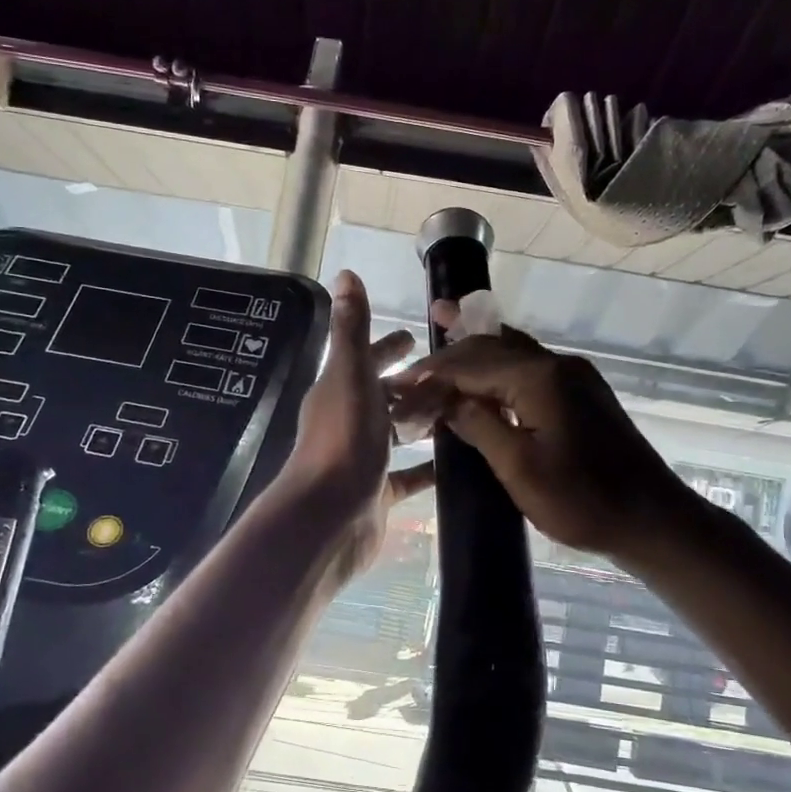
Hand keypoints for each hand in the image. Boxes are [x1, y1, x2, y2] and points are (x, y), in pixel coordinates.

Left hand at [280, 270, 434, 582]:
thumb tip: (346, 274)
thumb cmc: (342, 441)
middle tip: (447, 373)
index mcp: (339, 390)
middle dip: (410, 381)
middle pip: (383, 394)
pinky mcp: (378, 492)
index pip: (364, 358)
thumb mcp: (350, 376)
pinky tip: (455, 460)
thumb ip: (351, 329)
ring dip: (422, 420)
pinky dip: (428, 466)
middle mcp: (349, 421)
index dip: (386, 346)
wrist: (328, 517)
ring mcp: (363, 458)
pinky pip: (409, 474)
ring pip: (397, 432)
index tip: (414, 335)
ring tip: (462, 410)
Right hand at [389, 307, 689, 563]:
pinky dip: (500, 365)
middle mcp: (556, 365)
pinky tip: (487, 372)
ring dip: (478, 345)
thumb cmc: (582, 500)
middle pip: (492, 348)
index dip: (431, 375)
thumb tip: (446, 400)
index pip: (470, 365)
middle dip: (451, 351)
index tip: (398, 385)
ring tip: (447, 324)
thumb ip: (479, 425)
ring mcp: (574, 377)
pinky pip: (530, 367)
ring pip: (513, 351)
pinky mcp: (582, 394)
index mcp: (538, 377)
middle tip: (416, 351)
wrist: (652, 519)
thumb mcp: (519, 467)